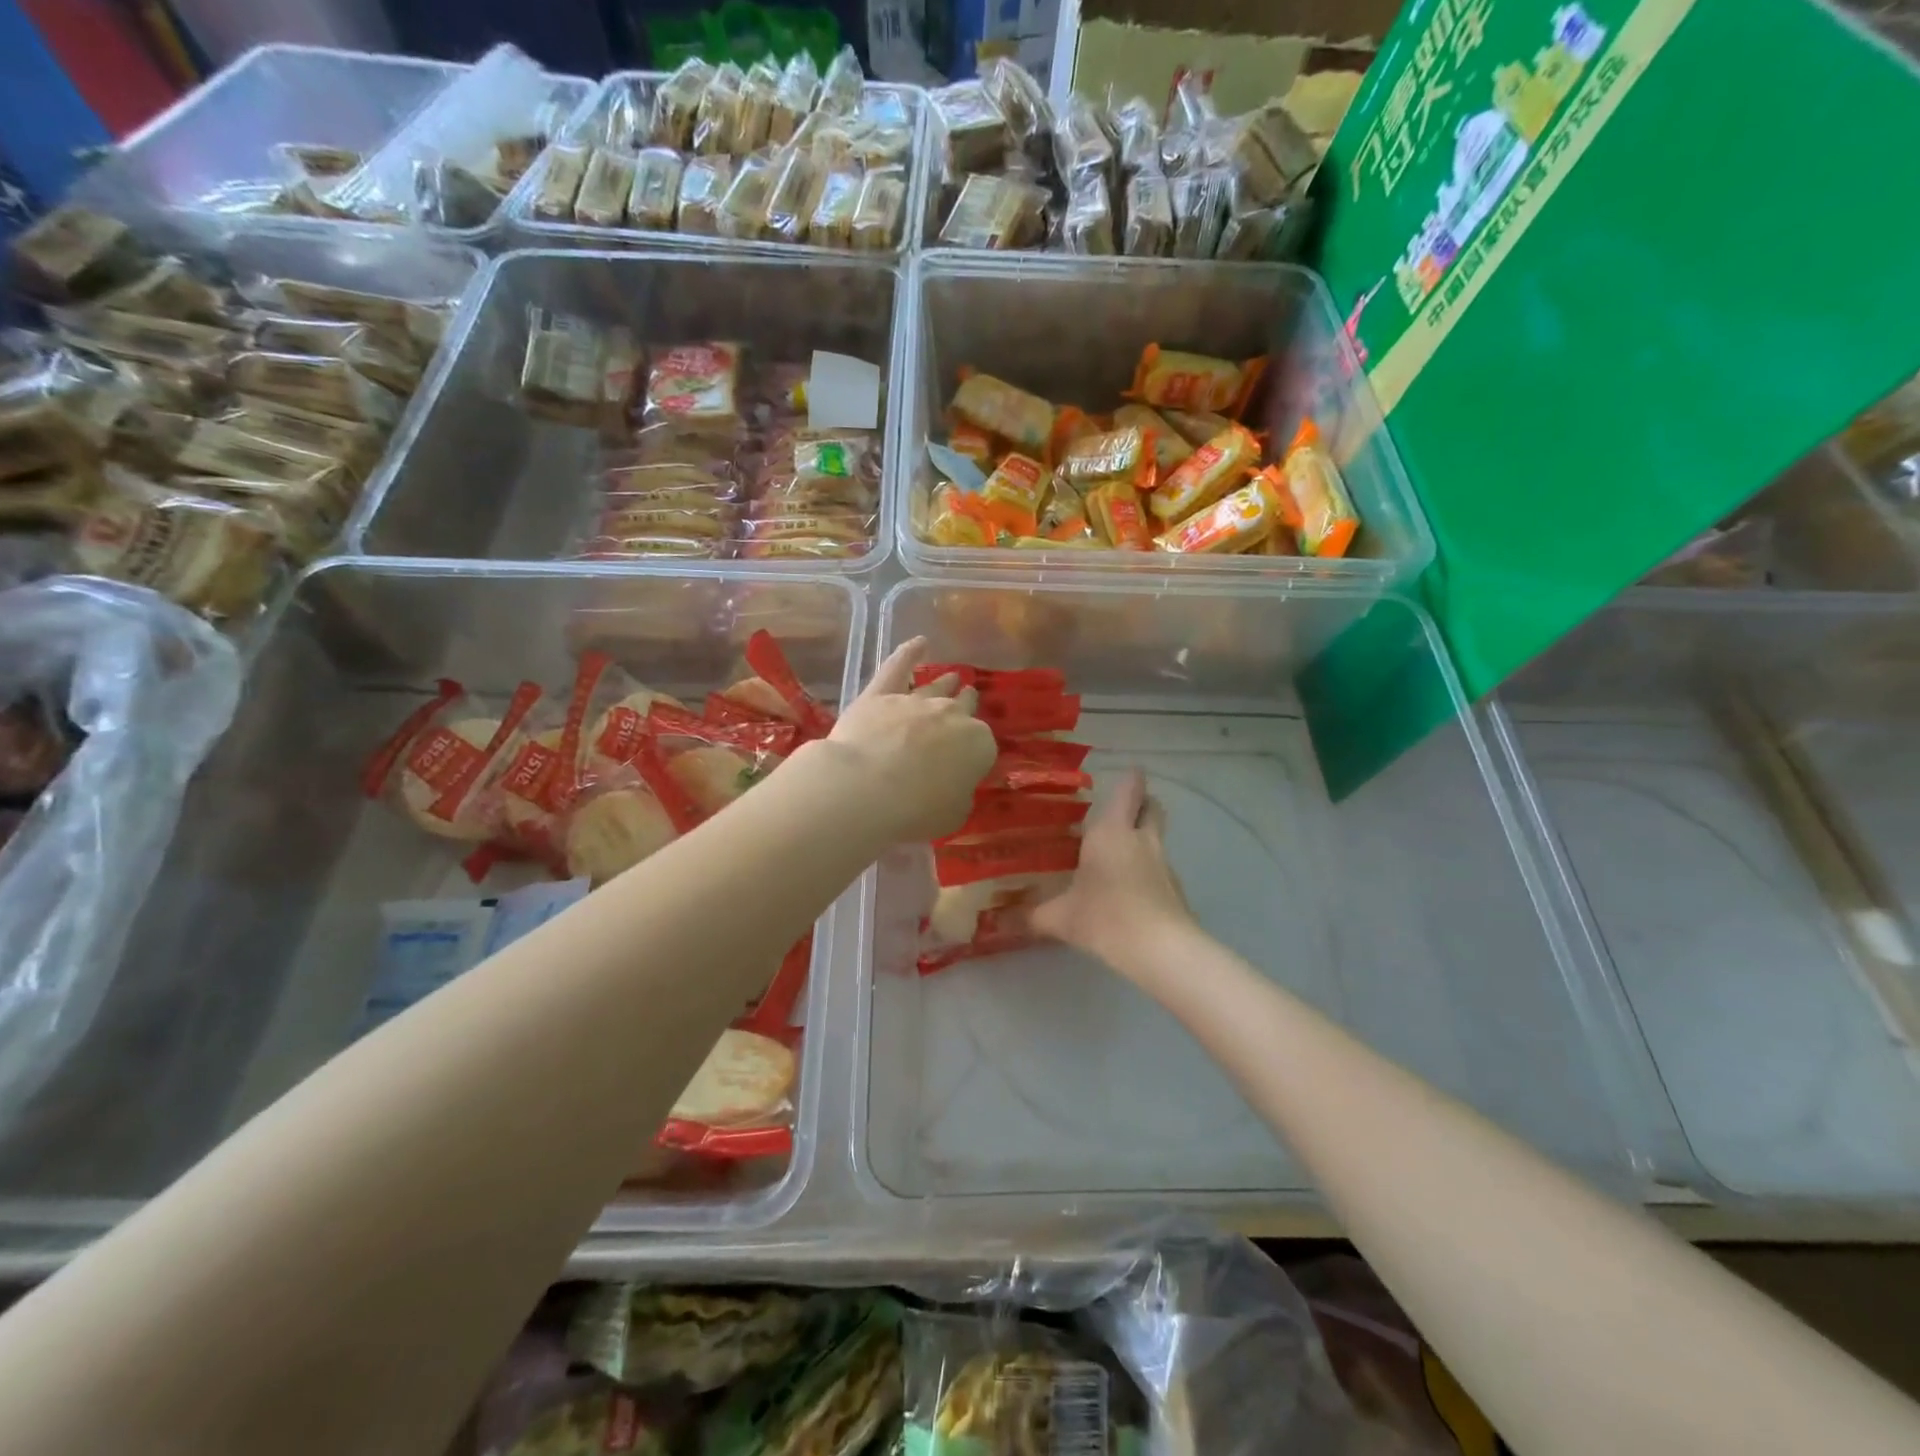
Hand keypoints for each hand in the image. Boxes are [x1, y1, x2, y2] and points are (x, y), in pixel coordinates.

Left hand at [820, 637, 996, 842]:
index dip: (974, 758)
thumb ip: (959, 794)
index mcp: (978, 744)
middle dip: (966, 707)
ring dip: (946, 683)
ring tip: (952, 678)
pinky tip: (919, 643)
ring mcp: (915, 701)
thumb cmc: (916, 811)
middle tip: (967, 702)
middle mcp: (951, 716)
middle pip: (963, 708)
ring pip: (936, 688)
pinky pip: (898, 667)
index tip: (966, 767)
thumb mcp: (953, 814)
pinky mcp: (880, 695)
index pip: (983, 748)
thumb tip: (954, 786)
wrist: (866, 788)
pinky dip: (908, 653)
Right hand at [1028, 769, 1192, 971]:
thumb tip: (998, 922)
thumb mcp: (1060, 918)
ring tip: (1118, 853)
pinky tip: (1130, 890)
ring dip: (1143, 838)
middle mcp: (1141, 839)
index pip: (1130, 790)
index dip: (1131, 778)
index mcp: (1112, 832)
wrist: (1161, 950)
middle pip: (1152, 807)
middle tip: (1121, 811)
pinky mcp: (1175, 889)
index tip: (1127, 772)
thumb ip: (1030, 916)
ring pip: (1157, 837)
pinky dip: (1148, 869)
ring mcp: (1163, 864)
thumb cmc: (1105, 917)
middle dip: (1142, 803)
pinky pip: (1161, 868)